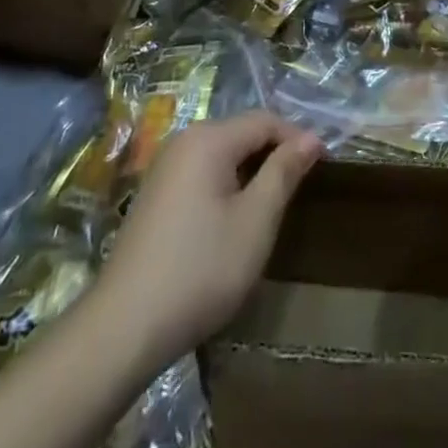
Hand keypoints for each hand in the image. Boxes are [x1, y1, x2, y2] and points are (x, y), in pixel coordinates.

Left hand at [96, 111, 322, 365]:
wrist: (124, 327)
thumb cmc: (201, 269)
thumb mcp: (255, 221)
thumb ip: (283, 172)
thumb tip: (311, 137)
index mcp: (209, 138)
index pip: (264, 120)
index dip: (296, 138)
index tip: (322, 165)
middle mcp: (184, 140)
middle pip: (241, 132)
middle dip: (273, 154)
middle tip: (299, 189)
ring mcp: (164, 167)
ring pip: (221, 153)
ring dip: (250, 171)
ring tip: (271, 206)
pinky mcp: (154, 194)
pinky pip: (201, 172)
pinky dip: (225, 185)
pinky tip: (232, 221)